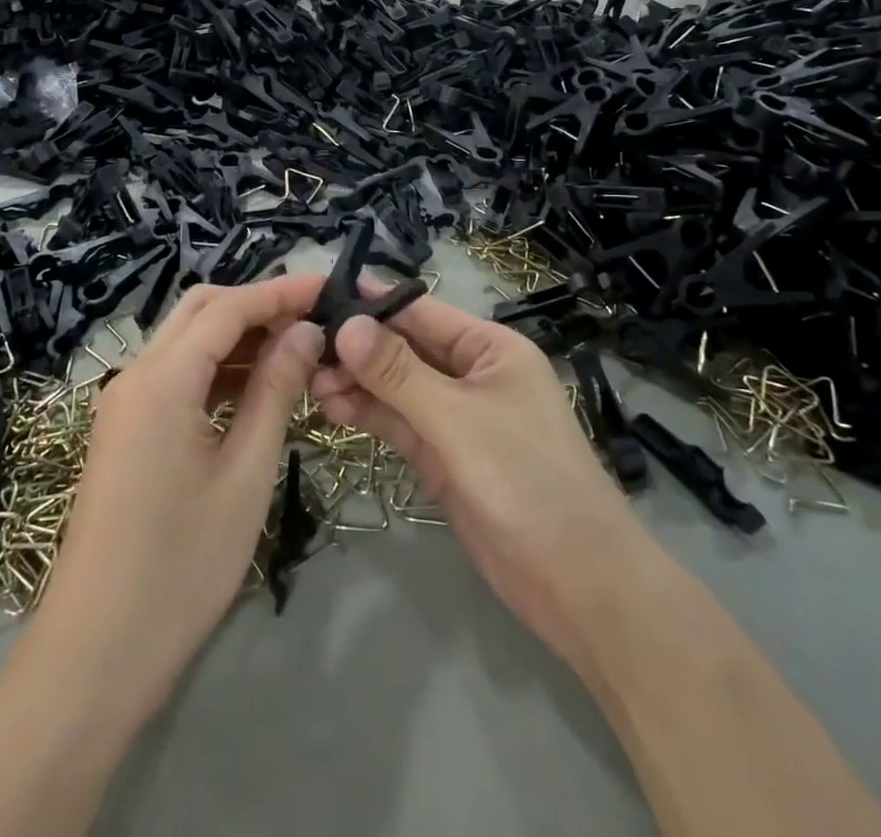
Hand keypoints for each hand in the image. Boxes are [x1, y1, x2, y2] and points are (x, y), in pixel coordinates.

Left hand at [37, 275, 325, 710]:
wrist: (95, 653)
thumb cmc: (182, 566)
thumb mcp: (246, 473)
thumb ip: (275, 391)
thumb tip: (305, 332)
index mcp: (161, 379)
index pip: (228, 307)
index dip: (280, 292)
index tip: (329, 287)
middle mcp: (135, 376)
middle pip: (200, 310)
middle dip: (257, 304)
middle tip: (313, 318)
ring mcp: (125, 404)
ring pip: (187, 341)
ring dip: (238, 335)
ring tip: (297, 349)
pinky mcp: (126, 431)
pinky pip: (176, 376)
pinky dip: (218, 368)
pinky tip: (257, 387)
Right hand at [310, 295, 648, 679]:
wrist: (578, 585)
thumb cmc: (526, 481)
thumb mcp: (458, 420)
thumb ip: (399, 373)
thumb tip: (347, 324)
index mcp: (490, 348)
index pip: (421, 311)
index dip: (371, 302)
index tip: (315, 295)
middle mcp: (472, 374)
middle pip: (405, 348)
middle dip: (357, 347)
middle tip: (301, 348)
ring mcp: (457, 417)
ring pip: (397, 387)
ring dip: (357, 381)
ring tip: (308, 380)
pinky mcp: (444, 457)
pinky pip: (400, 423)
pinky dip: (369, 413)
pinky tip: (332, 405)